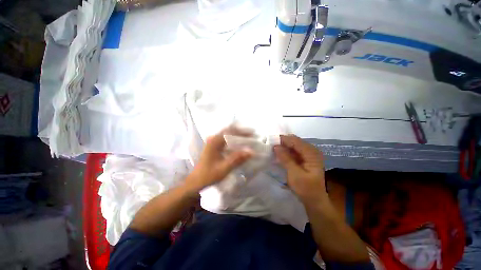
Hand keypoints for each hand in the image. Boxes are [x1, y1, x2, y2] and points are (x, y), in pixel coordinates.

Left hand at [187, 128, 252, 190]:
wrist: (196, 181)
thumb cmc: (209, 175)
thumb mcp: (224, 168)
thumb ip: (237, 159)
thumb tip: (251, 151)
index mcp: (214, 142)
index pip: (230, 131)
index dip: (242, 132)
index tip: (252, 134)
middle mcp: (213, 139)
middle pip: (229, 131)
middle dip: (241, 132)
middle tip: (252, 135)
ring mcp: (213, 142)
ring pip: (227, 134)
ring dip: (238, 135)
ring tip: (248, 139)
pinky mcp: (214, 146)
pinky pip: (225, 139)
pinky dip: (233, 140)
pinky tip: (240, 144)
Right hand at [274, 135, 326, 204]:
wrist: (315, 201)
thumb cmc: (306, 189)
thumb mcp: (294, 174)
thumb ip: (285, 159)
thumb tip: (276, 146)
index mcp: (311, 153)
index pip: (295, 141)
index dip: (282, 139)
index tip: (270, 140)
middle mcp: (311, 150)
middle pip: (294, 141)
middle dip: (282, 142)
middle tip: (269, 144)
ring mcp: (308, 154)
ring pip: (293, 145)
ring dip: (283, 146)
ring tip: (271, 148)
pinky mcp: (304, 159)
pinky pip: (293, 151)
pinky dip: (286, 151)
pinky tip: (278, 153)